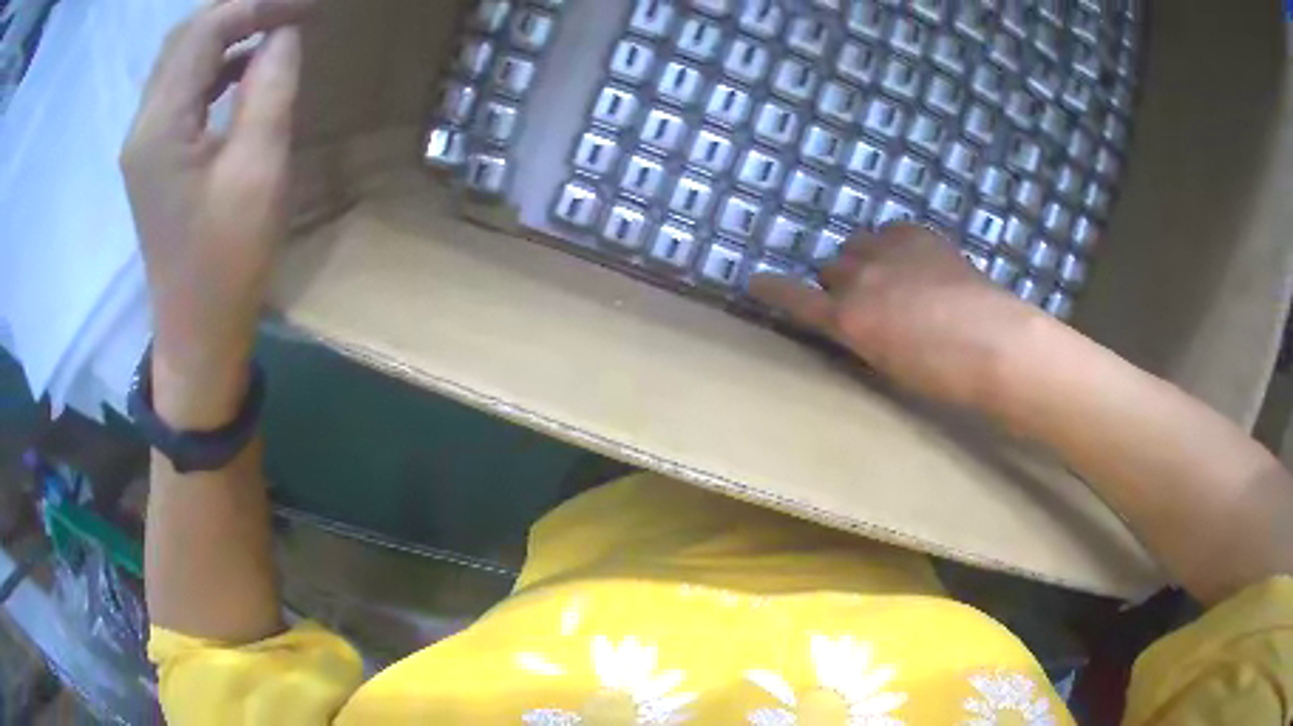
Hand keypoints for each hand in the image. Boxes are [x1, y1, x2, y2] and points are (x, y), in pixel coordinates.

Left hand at [121, 0, 308, 421]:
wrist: (197, 331)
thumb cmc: (226, 262)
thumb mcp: (258, 169)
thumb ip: (271, 87)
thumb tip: (285, 32)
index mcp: (159, 127)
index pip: (204, 32)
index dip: (257, 5)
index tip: (306, 6)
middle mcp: (143, 125)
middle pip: (185, 37)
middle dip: (239, 10)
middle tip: (289, 10)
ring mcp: (145, 142)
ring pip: (181, 59)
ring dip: (227, 32)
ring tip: (274, 25)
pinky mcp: (155, 156)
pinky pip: (181, 88)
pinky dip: (216, 63)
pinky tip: (247, 64)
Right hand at [750, 224, 1043, 408]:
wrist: (993, 342)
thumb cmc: (941, 375)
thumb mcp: (887, 365)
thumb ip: (862, 337)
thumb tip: (860, 322)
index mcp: (847, 320)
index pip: (794, 298)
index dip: (772, 289)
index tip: (754, 281)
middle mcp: (857, 278)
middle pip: (829, 267)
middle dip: (840, 283)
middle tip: (866, 301)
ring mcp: (887, 249)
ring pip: (857, 245)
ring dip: (865, 259)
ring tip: (893, 278)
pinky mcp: (916, 234)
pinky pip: (890, 232)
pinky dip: (894, 245)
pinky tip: (916, 263)